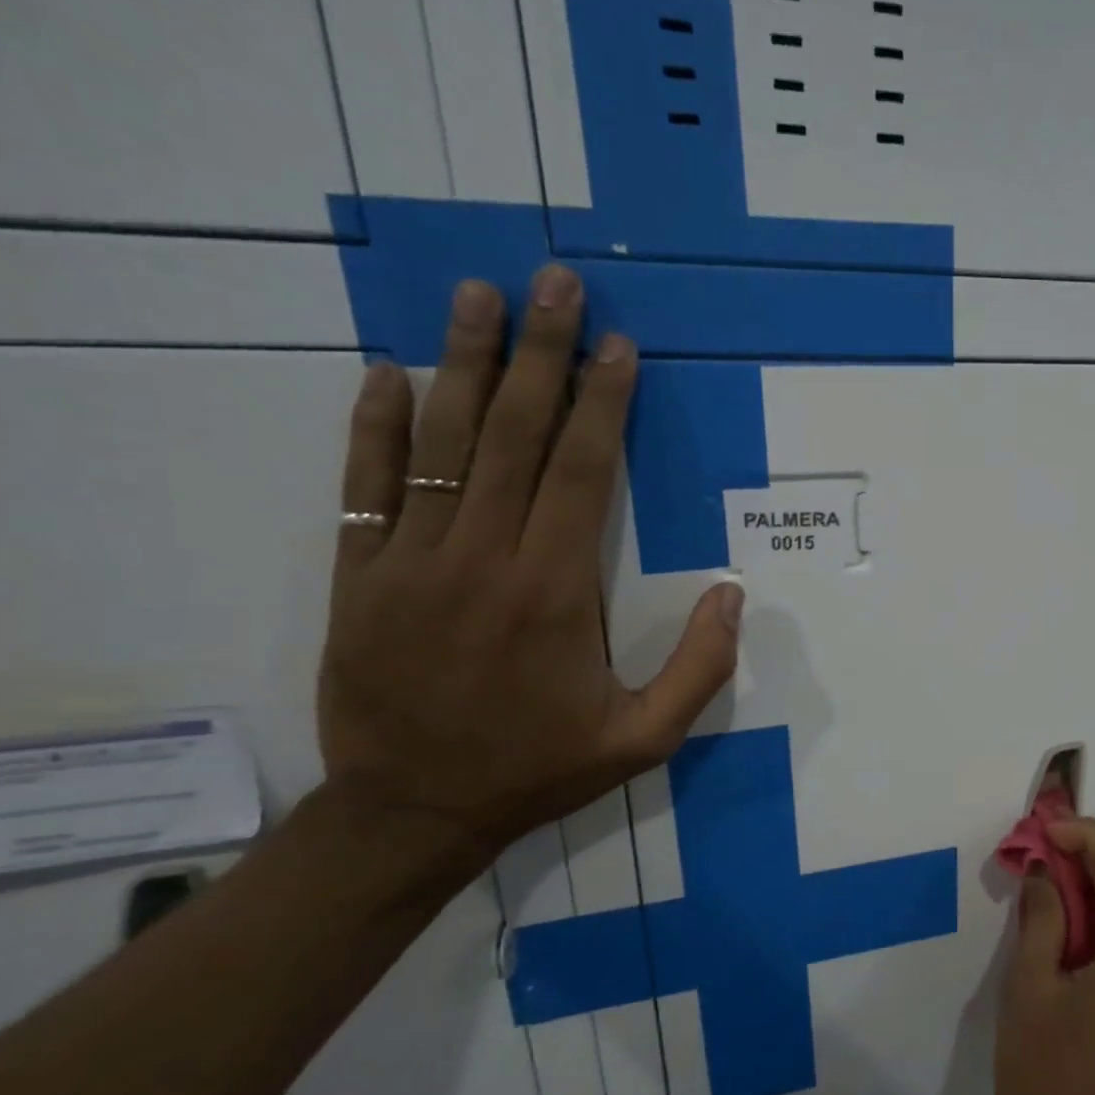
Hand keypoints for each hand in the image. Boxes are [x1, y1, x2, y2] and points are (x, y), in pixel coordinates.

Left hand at [315, 267, 740, 881]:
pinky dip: (378, 427)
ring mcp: (413, 561)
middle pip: (518, 435)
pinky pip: (368, 485)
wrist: (413, 812)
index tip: (618, 346)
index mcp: (556, 591)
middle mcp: (485, 558)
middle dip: (543, 353)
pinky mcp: (361, 576)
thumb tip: (733, 594)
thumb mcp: (644, 740)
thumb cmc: (539, 769)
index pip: (585, 471)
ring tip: (480, 295)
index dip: (604, 402)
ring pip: (444, 443)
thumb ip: (700, 669)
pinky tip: (391, 374)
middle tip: (556, 282)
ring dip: (466, 363)